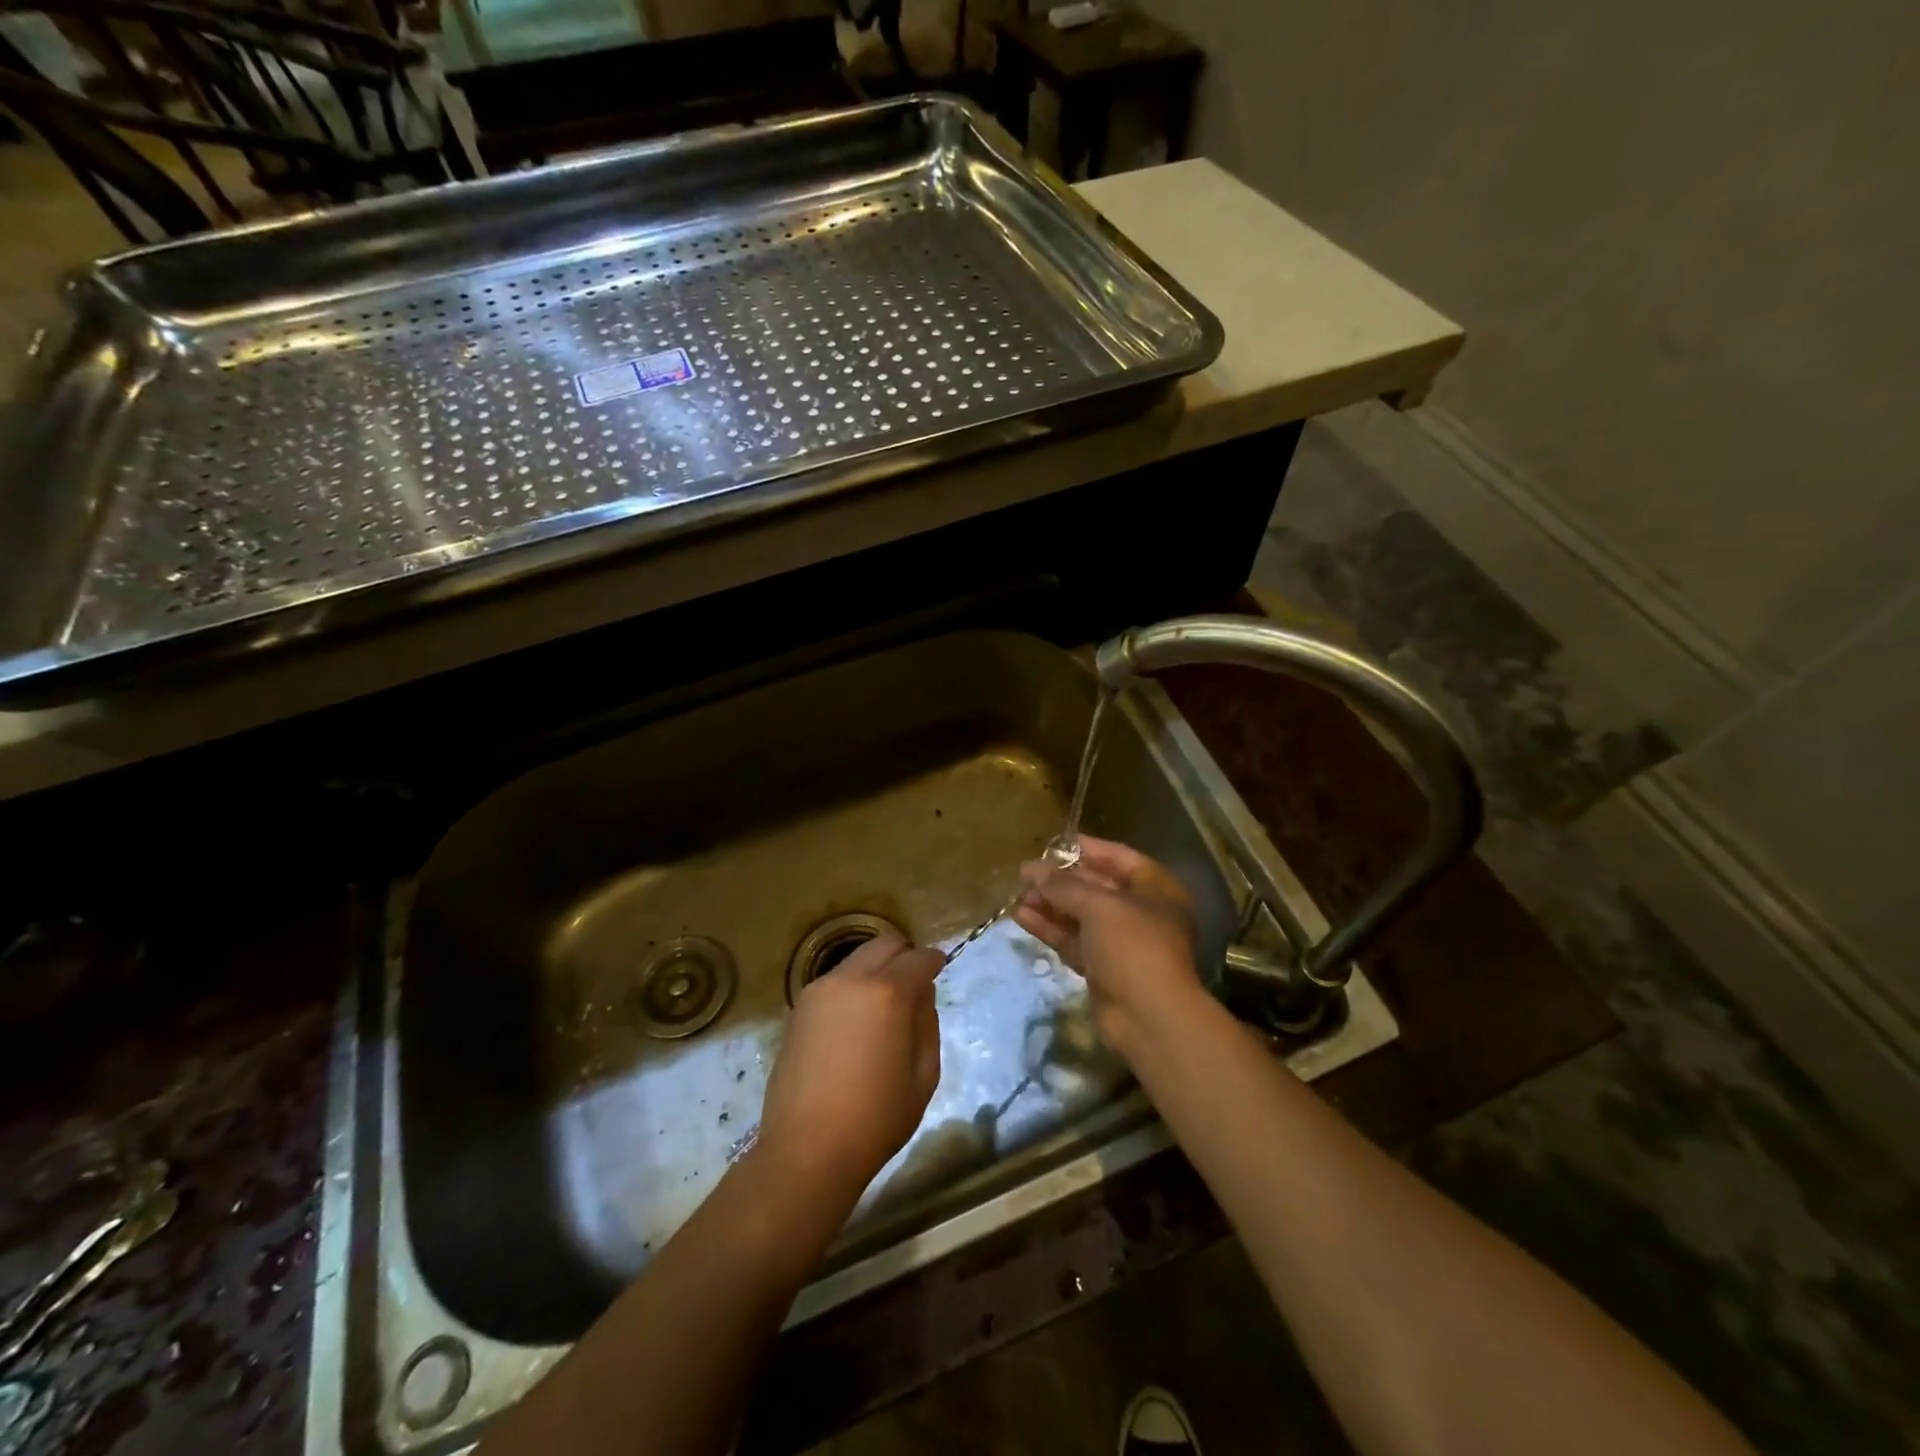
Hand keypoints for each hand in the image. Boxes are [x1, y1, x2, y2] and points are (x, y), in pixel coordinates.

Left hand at [755, 932, 944, 1206]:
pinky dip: (853, 987)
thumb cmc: (876, 1118)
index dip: (934, 961)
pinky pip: (835, 981)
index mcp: (888, 993)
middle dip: (904, 955)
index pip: (919, 958)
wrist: (807, 1150)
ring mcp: (819, 990)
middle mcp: (851, 979)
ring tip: (883, 1006)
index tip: (940, 967)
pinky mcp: (798, 1008)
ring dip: (876, 969)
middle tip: (914, 983)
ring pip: (857, 959)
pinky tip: (856, 1022)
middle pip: (885, 943)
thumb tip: (921, 994)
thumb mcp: (923, 1075)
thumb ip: (927, 1023)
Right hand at [1014, 836, 1204, 1057]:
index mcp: (1156, 890)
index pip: (1119, 858)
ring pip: (1081, 916)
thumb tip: (1031, 868)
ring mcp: (1121, 943)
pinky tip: (1022, 917)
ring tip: (1018, 895)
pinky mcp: (1102, 968)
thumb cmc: (1132, 947)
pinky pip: (1073, 940)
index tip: (1055, 844)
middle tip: (1026, 873)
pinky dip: (1051, 928)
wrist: (1148, 1018)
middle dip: (1061, 880)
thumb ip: (1064, 885)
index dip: (1088, 849)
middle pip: (1097, 887)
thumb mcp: (1098, 907)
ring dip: (1051, 904)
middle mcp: (1141, 913)